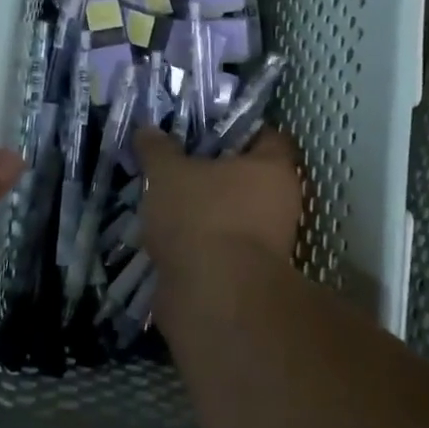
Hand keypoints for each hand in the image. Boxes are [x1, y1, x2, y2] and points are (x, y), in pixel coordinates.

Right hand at [134, 127, 303, 269]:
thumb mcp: (168, 173)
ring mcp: (268, 242)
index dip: (236, 129)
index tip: (203, 130)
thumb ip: (158, 149)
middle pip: (248, 176)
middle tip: (176, 165)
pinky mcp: (247, 274)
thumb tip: (148, 130)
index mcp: (274, 167)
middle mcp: (281, 202)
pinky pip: (221, 245)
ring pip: (233, 213)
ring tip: (164, 202)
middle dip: (214, 172)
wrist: (214, 298)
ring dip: (205, 210)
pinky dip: (200, 241)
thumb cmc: (201, 217)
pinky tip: (168, 236)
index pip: (267, 135)